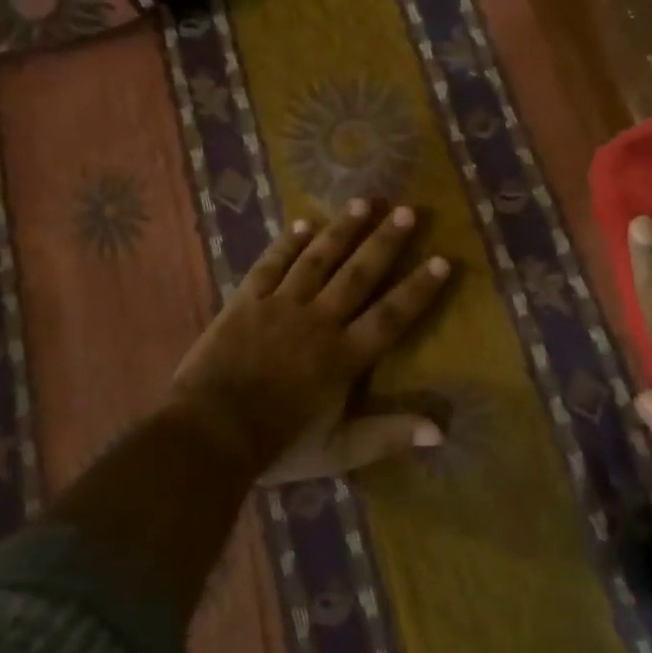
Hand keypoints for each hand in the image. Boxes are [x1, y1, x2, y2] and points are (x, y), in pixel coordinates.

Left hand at [171, 200, 452, 485]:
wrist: (209, 433)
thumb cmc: (278, 445)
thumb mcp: (339, 450)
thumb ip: (388, 436)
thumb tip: (441, 432)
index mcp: (344, 356)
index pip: (391, 316)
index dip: (419, 289)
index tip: (443, 260)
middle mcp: (319, 321)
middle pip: (359, 274)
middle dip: (386, 242)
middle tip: (408, 211)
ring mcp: (280, 306)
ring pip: (318, 259)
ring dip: (343, 229)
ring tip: (365, 202)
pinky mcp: (246, 301)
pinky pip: (271, 264)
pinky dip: (287, 243)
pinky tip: (303, 223)